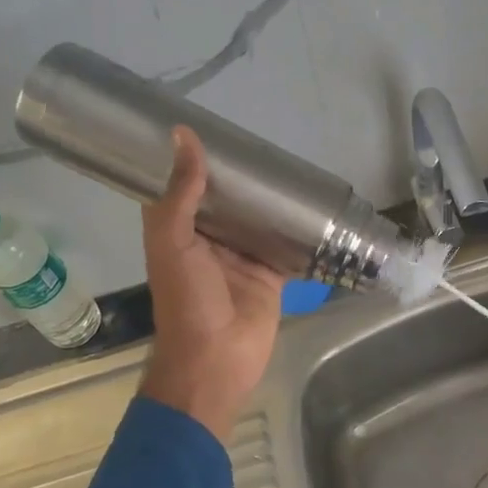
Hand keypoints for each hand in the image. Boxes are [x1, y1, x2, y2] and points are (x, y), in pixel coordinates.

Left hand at [138, 127, 285, 442]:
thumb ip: (180, 193)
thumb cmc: (187, 300)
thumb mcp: (173, 243)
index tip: (210, 126)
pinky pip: (286, 246)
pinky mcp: (271, 274)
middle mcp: (209, 240)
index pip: (183, 186)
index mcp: (179, 231)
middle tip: (264, 141)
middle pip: (226, 200)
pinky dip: (297, 230)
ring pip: (257, 220)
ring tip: (291, 164)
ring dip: (269, 200)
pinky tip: (314, 206)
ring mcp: (242, 257)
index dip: (193, 160)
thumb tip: (183, 136)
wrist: (216, 361)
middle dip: (241, 176)